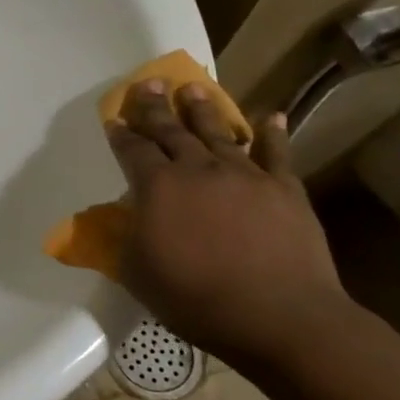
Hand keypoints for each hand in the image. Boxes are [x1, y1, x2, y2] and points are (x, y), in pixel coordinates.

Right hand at [105, 80, 351, 367]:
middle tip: (148, 83)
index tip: (114, 119)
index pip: (132, 150)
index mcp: (157, 187)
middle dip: (155, 106)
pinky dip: (272, 133)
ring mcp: (245, 175)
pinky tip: (270, 115)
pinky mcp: (284, 188)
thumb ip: (124, 239)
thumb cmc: (197, 299)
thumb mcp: (138, 274)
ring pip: (218, 132)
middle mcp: (197, 169)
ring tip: (193, 89)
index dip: (121, 134)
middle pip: (171, 130)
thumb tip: (121, 218)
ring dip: (203, 109)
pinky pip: (277, 152)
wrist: (280, 317)